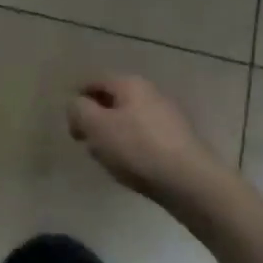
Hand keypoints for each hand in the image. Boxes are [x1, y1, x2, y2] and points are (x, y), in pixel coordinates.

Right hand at [67, 75, 223, 206]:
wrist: (190, 182)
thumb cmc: (137, 149)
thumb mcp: (96, 127)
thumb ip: (79, 110)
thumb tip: (77, 104)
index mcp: (130, 83)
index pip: (95, 81)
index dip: (78, 99)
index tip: (71, 124)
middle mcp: (150, 92)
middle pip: (113, 100)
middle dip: (96, 118)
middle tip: (86, 142)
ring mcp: (167, 115)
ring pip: (129, 119)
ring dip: (114, 134)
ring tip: (107, 158)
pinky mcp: (178, 139)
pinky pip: (145, 136)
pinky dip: (132, 146)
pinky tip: (131, 167)